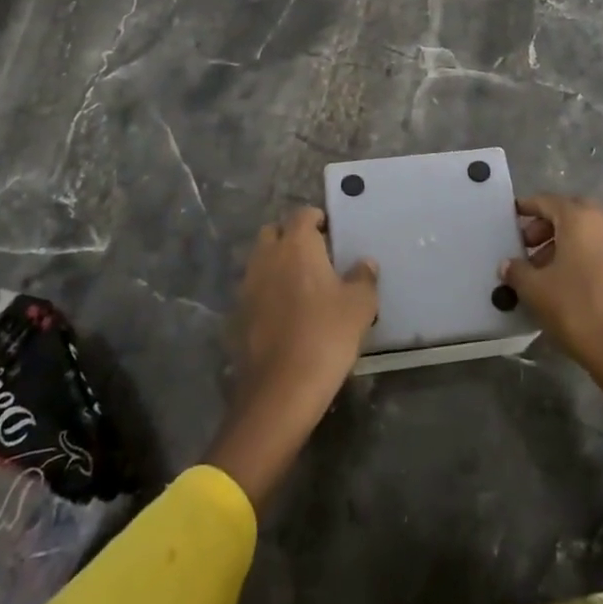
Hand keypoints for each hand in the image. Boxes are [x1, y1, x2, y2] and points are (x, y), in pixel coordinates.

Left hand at [232, 207, 377, 412]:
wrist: (281, 388)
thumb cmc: (326, 334)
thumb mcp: (360, 305)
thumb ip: (363, 277)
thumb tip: (365, 263)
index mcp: (296, 245)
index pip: (302, 215)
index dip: (317, 219)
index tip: (331, 231)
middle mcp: (267, 257)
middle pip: (273, 233)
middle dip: (290, 237)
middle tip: (314, 255)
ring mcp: (247, 286)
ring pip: (260, 261)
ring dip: (276, 265)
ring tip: (301, 285)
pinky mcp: (238, 315)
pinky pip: (254, 291)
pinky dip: (267, 293)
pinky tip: (285, 313)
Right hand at [501, 194, 602, 370]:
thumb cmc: (574, 308)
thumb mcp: (535, 289)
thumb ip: (517, 270)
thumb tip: (507, 265)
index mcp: (579, 219)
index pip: (548, 201)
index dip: (527, 206)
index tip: (511, 215)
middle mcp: (602, 224)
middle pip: (569, 212)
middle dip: (546, 223)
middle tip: (527, 243)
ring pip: (584, 231)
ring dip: (561, 240)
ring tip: (539, 267)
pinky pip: (596, 248)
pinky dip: (577, 254)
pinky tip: (561, 281)